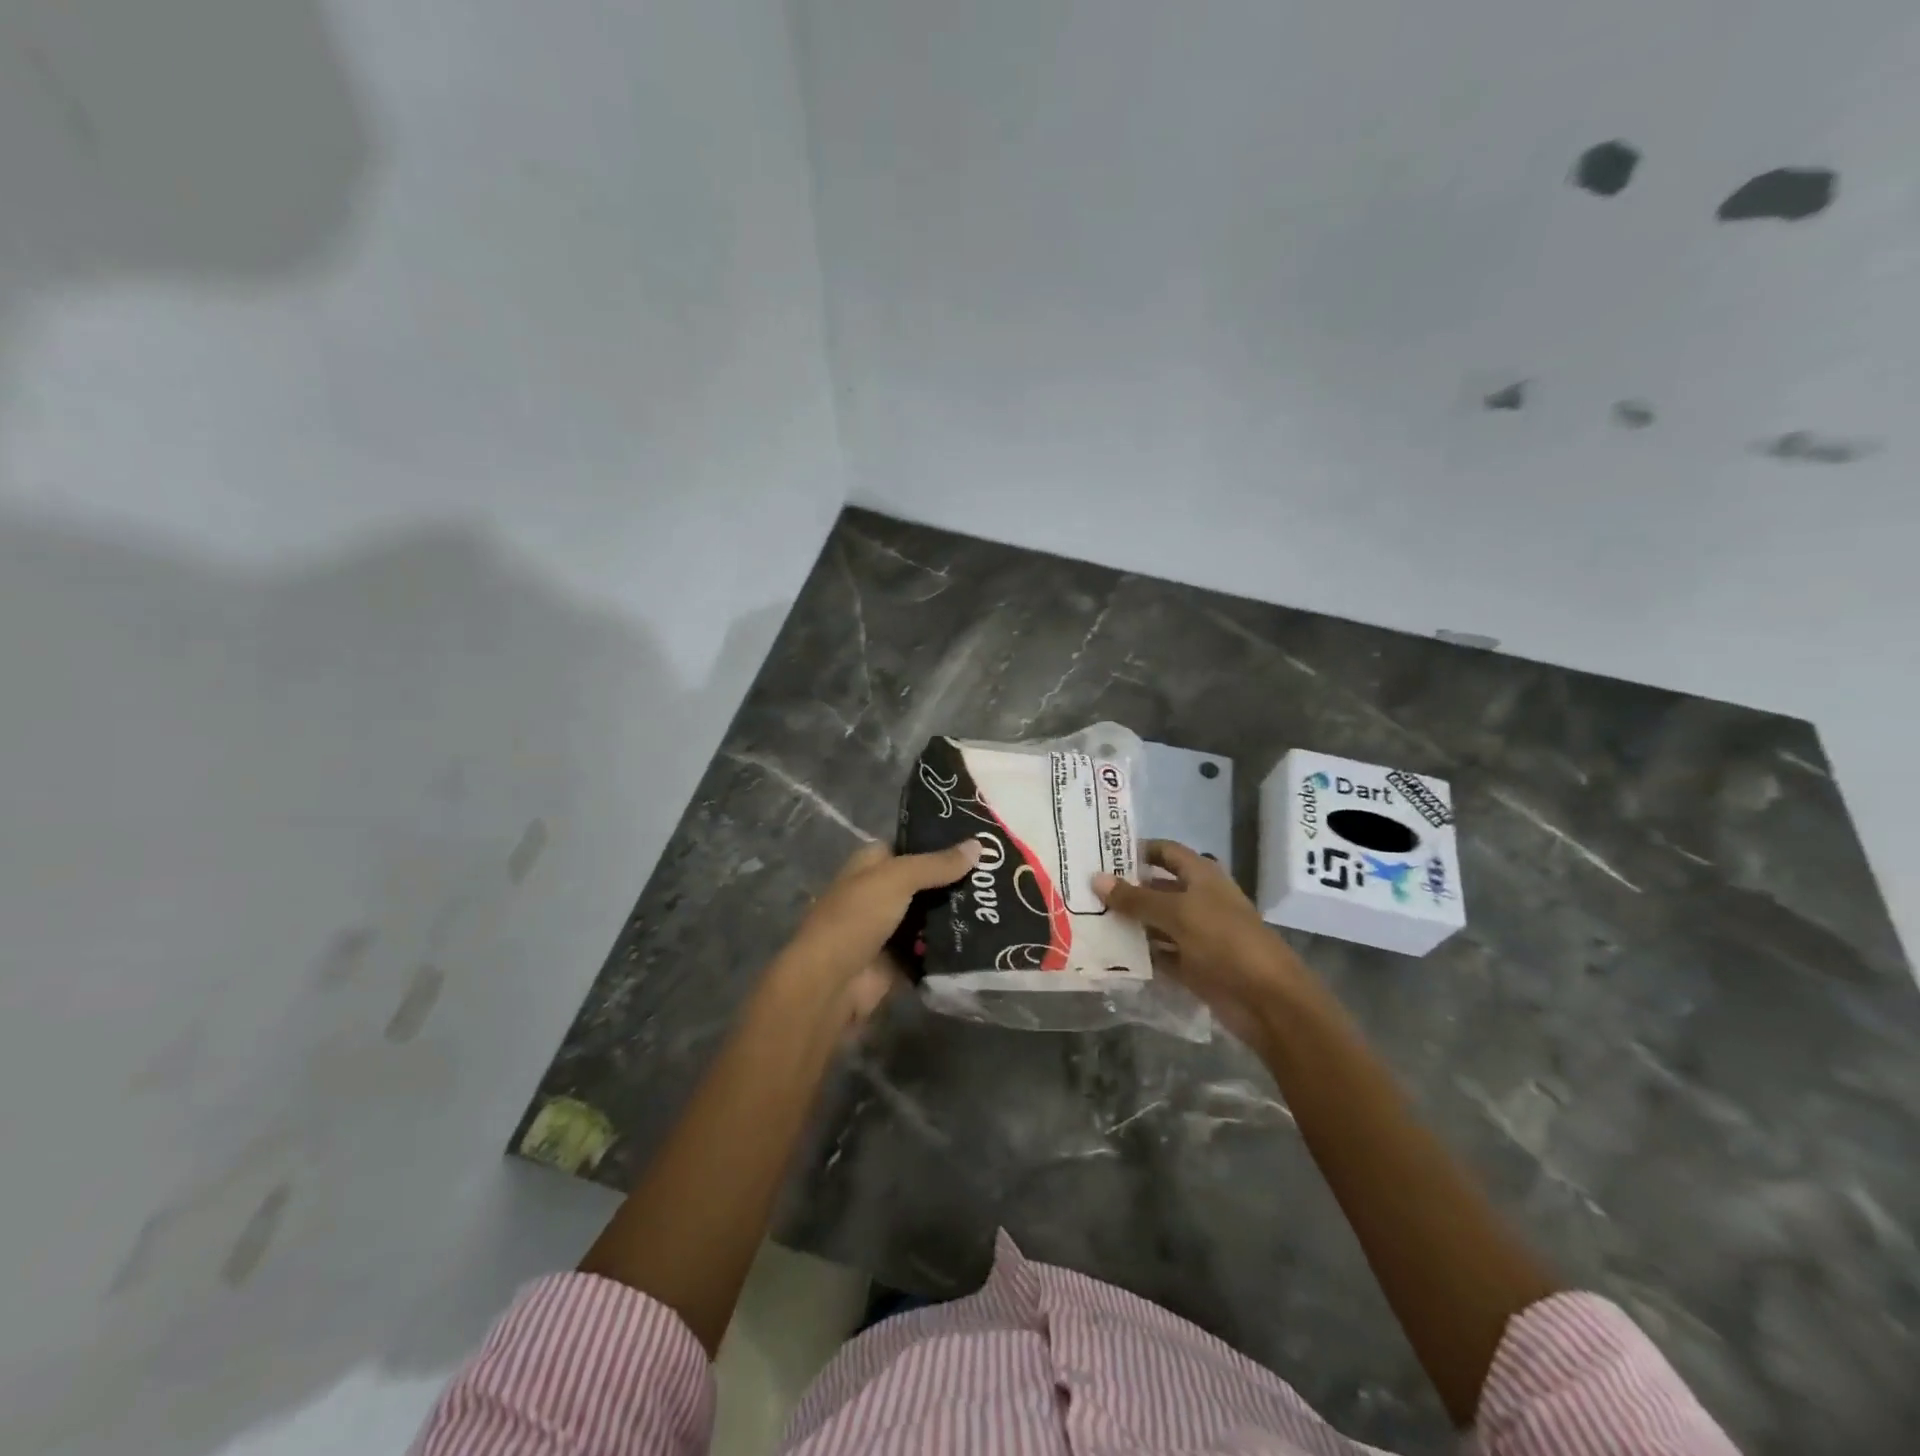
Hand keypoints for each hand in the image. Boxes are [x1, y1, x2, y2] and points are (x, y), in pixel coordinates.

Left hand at [773, 840, 981, 1023]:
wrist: (832, 983)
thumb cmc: (857, 917)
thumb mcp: (898, 879)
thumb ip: (937, 864)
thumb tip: (978, 844)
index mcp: (871, 865)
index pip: (910, 846)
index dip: (940, 843)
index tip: (979, 842)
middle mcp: (880, 893)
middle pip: (925, 882)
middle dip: (956, 880)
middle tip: (999, 874)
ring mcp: (890, 929)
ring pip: (931, 916)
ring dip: (957, 914)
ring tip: (1001, 904)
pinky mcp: (900, 961)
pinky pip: (932, 949)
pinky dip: (952, 946)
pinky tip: (987, 937)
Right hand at [1094, 840, 1308, 1041]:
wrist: (1267, 999)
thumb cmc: (1224, 940)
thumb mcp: (1177, 913)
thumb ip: (1135, 898)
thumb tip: (1096, 879)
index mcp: (1202, 876)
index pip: (1165, 852)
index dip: (1137, 850)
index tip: (1100, 854)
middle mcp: (1198, 899)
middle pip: (1157, 887)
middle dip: (1125, 889)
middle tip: (1083, 889)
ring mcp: (1196, 934)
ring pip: (1155, 922)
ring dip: (1129, 922)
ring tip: (1086, 919)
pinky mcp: (1192, 965)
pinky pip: (1159, 953)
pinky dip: (1139, 953)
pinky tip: (1108, 952)